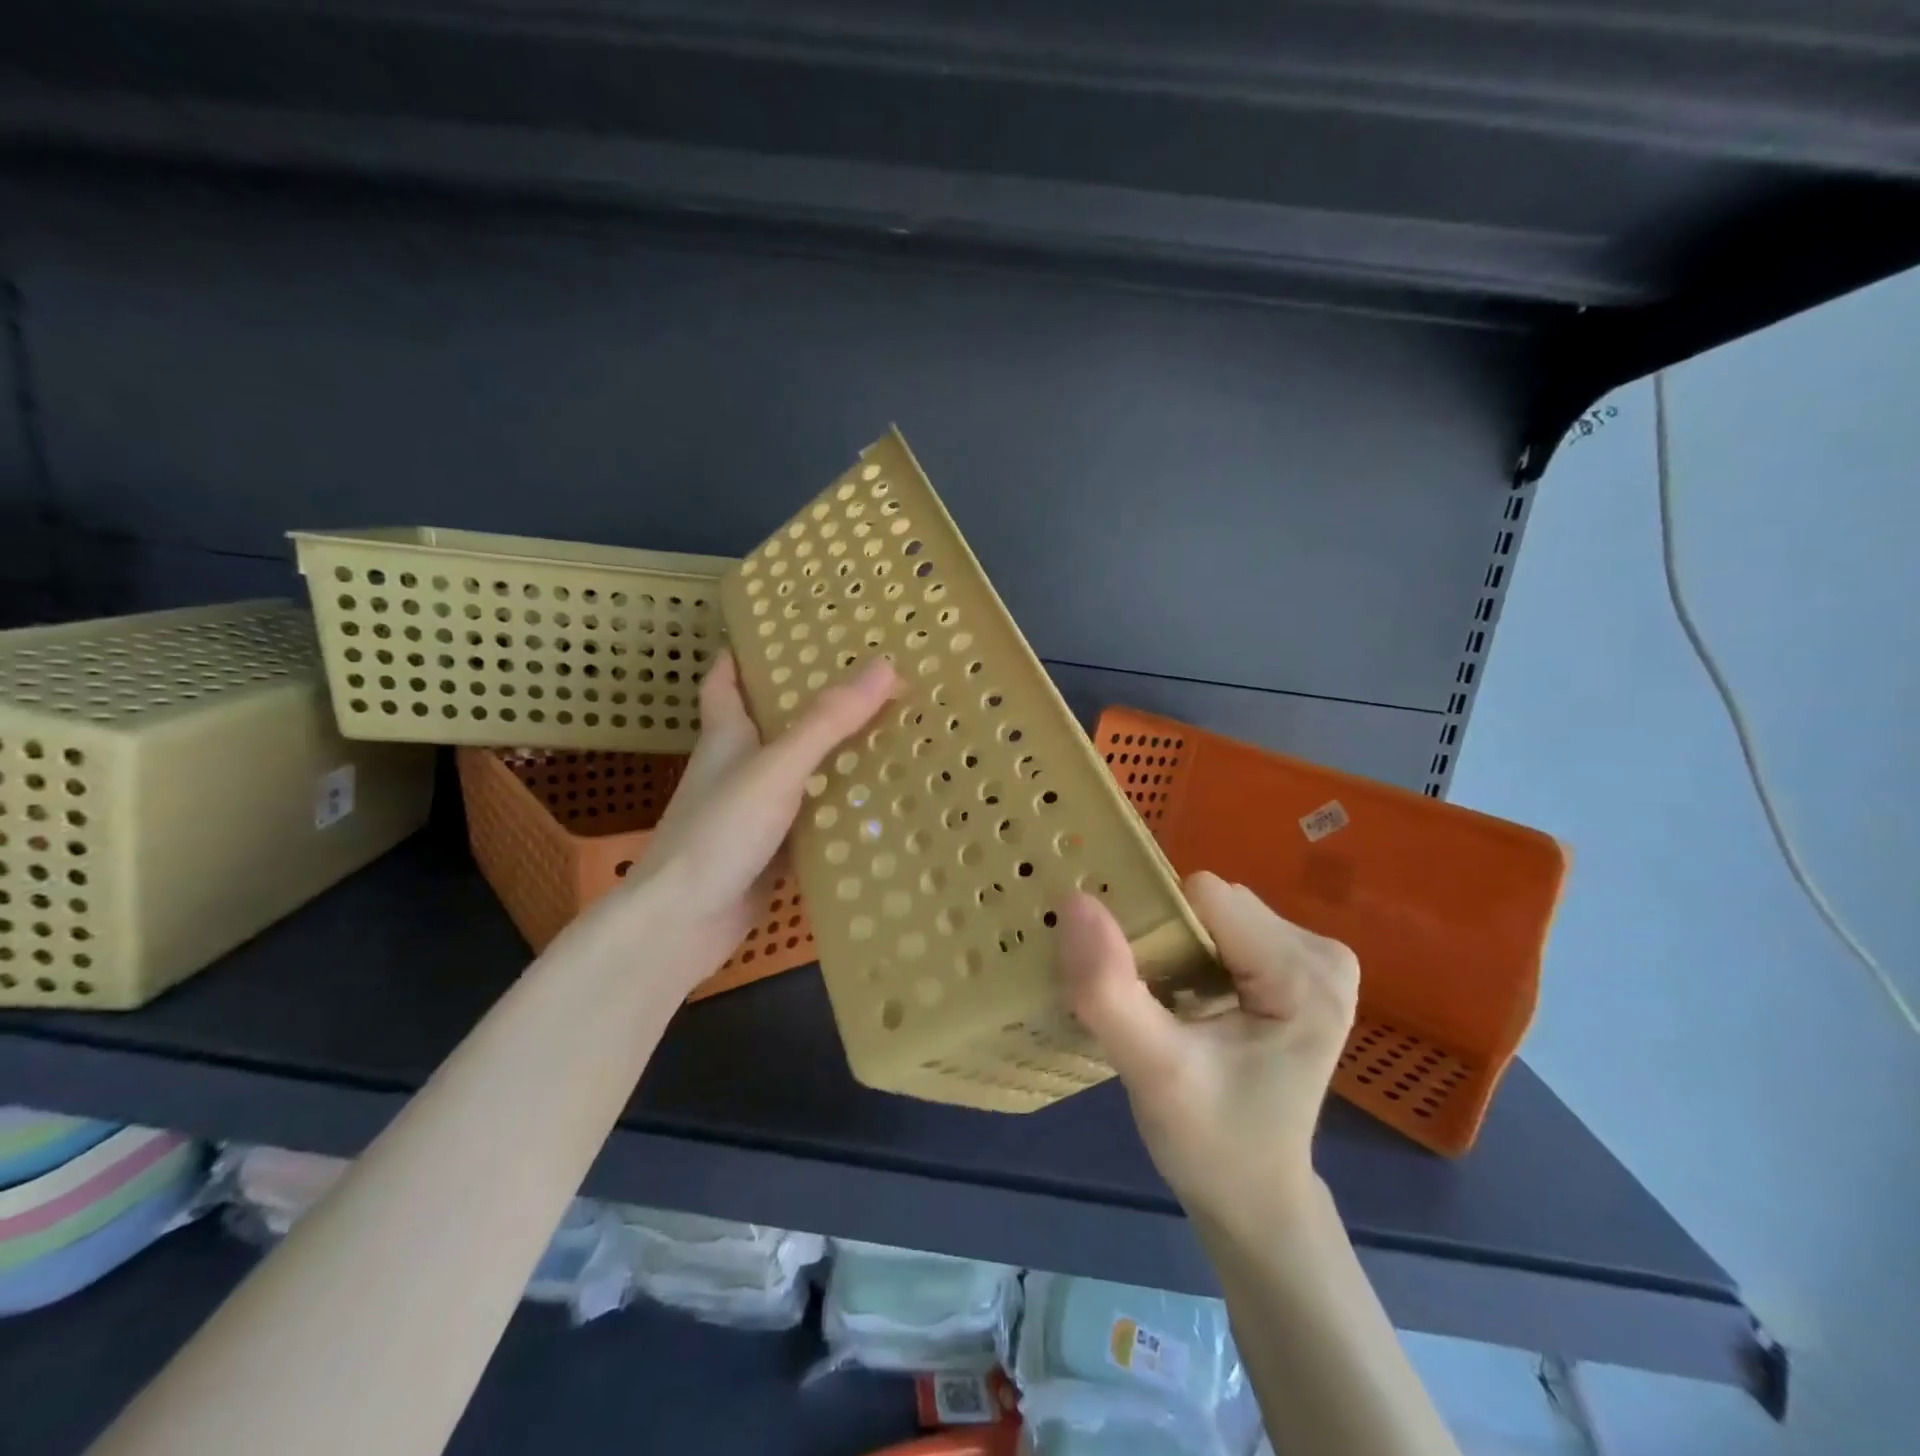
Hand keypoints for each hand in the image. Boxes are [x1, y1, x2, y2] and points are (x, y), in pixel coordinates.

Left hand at [576, 651, 896, 988]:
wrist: (682, 924)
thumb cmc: (719, 832)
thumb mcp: (777, 768)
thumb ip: (827, 721)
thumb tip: (885, 667)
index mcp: (727, 736)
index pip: (725, 680)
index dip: (745, 653)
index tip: (783, 634)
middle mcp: (738, 768)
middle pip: (773, 723)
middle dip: (812, 703)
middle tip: (868, 683)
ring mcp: (753, 812)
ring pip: (798, 772)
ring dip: (833, 756)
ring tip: (888, 735)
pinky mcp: (770, 851)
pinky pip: (811, 819)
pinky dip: (838, 809)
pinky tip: (876, 804)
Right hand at [1057, 872, 1358, 1231]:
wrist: (1255, 1201)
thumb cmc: (1211, 1145)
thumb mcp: (1151, 1071)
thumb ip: (1110, 989)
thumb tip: (1075, 900)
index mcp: (1306, 975)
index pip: (1204, 898)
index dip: (1156, 928)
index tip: (1139, 983)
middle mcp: (1322, 953)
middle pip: (1210, 902)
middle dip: (1166, 938)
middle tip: (1150, 1000)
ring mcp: (1315, 959)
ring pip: (1211, 911)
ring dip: (1175, 946)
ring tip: (1164, 1003)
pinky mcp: (1298, 969)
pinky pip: (1223, 928)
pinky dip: (1191, 954)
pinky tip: (1185, 1001)